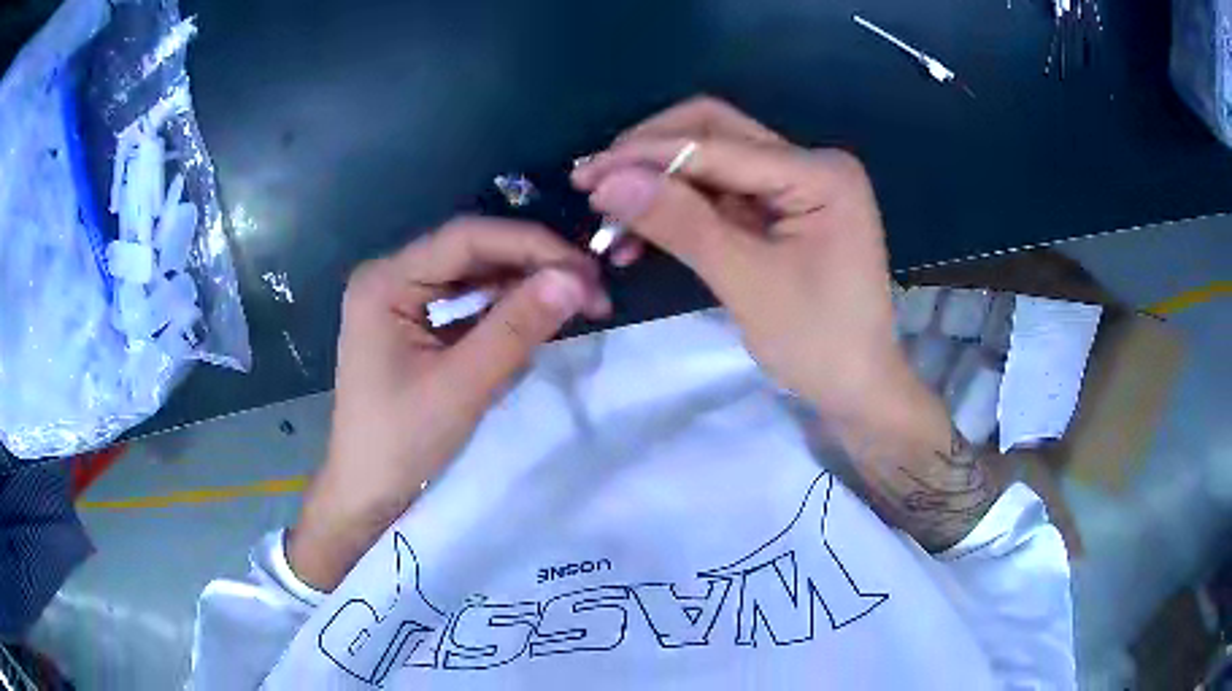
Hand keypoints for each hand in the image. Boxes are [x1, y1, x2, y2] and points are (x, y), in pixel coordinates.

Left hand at [289, 218, 609, 589]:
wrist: (367, 493)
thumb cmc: (401, 444)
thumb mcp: (462, 386)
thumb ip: (516, 328)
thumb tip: (575, 279)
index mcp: (386, 281)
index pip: (467, 238)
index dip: (532, 245)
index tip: (587, 270)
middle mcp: (391, 276)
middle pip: (472, 252)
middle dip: (534, 266)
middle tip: (591, 291)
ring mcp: (402, 299)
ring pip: (475, 275)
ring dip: (525, 286)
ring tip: (577, 303)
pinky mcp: (415, 323)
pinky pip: (468, 302)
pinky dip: (506, 309)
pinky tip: (539, 317)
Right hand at [574, 98, 998, 550]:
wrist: (858, 388)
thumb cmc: (817, 342)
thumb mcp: (747, 282)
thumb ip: (681, 223)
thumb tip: (609, 180)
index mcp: (818, 173)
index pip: (718, 145)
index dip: (647, 155)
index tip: (587, 175)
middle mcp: (810, 164)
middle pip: (715, 134)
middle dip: (651, 156)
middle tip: (596, 183)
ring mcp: (797, 185)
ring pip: (711, 164)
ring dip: (659, 186)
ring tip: (611, 221)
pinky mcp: (782, 210)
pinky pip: (721, 196)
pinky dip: (680, 210)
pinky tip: (642, 235)